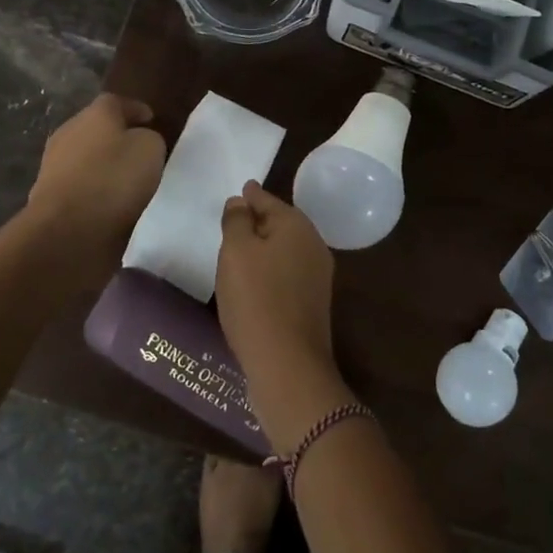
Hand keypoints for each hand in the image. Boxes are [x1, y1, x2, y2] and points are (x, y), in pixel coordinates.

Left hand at [29, 94, 165, 251]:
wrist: (67, 230)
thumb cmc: (114, 179)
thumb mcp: (151, 149)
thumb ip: (148, 138)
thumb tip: (139, 142)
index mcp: (94, 114)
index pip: (116, 102)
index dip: (136, 110)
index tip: (152, 121)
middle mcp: (69, 133)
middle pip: (96, 128)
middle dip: (117, 137)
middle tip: (140, 150)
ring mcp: (53, 165)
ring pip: (85, 158)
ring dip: (103, 166)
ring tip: (127, 181)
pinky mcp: (48, 197)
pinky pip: (79, 186)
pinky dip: (94, 191)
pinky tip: (109, 204)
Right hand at [218, 182, 350, 444]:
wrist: (287, 362)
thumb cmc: (256, 298)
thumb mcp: (236, 252)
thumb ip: (237, 221)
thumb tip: (241, 201)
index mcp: (297, 225)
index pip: (268, 200)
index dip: (251, 196)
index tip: (241, 189)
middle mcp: (313, 245)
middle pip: (281, 224)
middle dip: (259, 220)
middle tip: (235, 218)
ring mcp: (317, 275)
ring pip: (285, 249)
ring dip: (264, 247)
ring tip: (240, 249)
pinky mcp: (312, 302)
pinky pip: (287, 273)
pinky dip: (270, 270)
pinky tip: (254, 281)